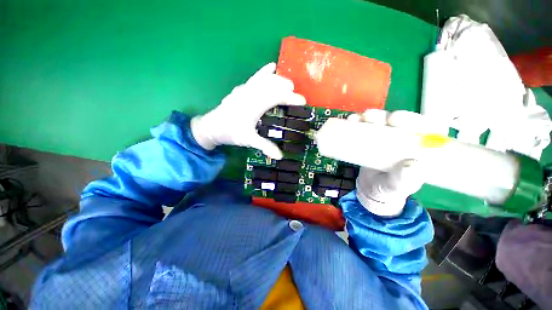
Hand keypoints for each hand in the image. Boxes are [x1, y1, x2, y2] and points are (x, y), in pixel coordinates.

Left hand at [191, 63, 305, 158]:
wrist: (212, 127)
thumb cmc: (231, 132)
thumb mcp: (248, 140)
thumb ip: (265, 146)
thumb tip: (280, 156)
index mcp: (253, 107)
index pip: (275, 98)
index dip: (290, 98)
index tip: (302, 101)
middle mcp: (249, 94)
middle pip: (270, 84)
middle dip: (285, 86)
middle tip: (295, 92)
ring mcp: (244, 90)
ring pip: (263, 78)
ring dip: (277, 78)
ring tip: (288, 82)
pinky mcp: (240, 89)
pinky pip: (254, 77)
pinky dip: (264, 72)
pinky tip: (271, 67)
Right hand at [349, 109, 445, 216]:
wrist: (371, 189)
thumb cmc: (389, 189)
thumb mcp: (398, 186)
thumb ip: (405, 180)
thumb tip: (412, 165)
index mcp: (419, 148)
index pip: (426, 127)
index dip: (414, 119)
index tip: (396, 121)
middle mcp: (404, 139)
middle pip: (400, 120)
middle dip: (387, 116)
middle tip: (374, 118)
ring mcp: (386, 137)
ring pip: (382, 121)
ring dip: (371, 116)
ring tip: (359, 119)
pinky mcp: (370, 139)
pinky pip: (366, 127)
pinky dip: (358, 122)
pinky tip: (351, 120)